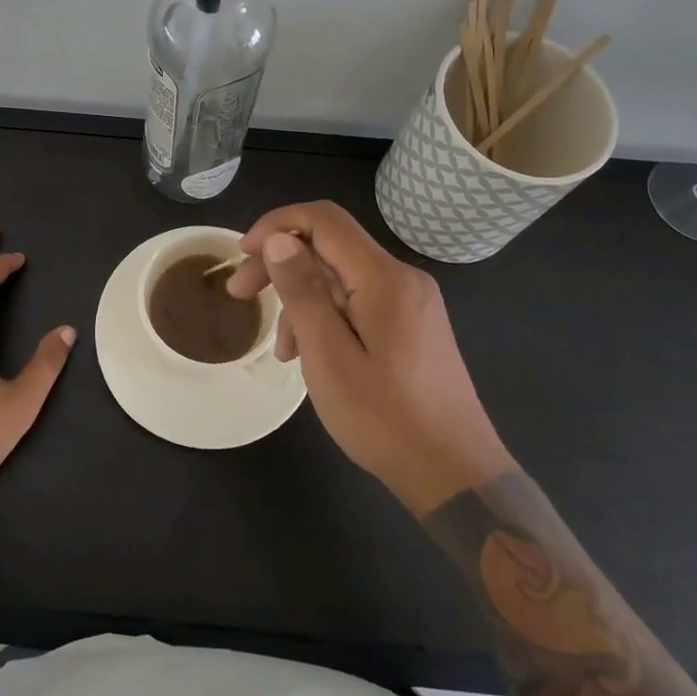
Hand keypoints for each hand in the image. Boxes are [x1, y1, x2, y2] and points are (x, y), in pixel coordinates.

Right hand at [226, 201, 515, 514]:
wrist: (456, 476)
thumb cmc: (385, 419)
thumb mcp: (328, 356)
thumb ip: (302, 291)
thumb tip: (278, 239)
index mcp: (384, 278)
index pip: (324, 219)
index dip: (277, 224)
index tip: (243, 253)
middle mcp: (402, 278)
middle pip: (330, 247)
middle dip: (281, 264)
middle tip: (239, 294)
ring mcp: (411, 302)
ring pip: (341, 278)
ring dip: (302, 300)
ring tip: (282, 351)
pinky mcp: (413, 325)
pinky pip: (359, 302)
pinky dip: (327, 317)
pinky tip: (311, 355)